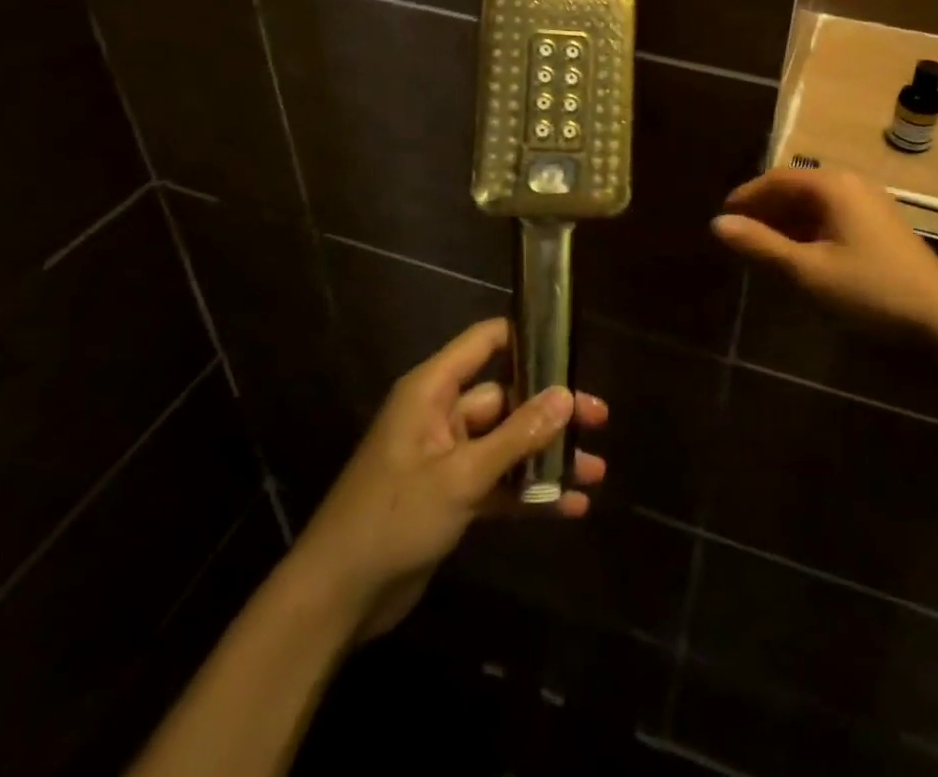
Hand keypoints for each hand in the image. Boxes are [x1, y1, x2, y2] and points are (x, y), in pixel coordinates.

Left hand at [289, 318, 606, 641]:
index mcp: (433, 390)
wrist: (337, 599)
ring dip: (548, 456)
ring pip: (509, 443)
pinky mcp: (453, 495)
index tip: (570, 347)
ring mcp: (448, 457)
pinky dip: (530, 492)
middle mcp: (443, 415)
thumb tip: (566, 395)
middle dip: (552, 412)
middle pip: (507, 398)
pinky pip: (500, 482)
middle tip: (600, 419)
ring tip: (596, 471)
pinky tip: (570, 507)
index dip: (526, 338)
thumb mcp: (460, 476)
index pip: (485, 342)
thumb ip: (516, 435)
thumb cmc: (392, 518)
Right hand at [713, 167, 937, 330]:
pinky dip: (809, 230)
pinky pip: (833, 216)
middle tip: (740, 234)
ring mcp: (871, 204)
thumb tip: (718, 224)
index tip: (723, 216)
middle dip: (766, 208)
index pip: (778, 179)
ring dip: (787, 221)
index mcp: (833, 186)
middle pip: (797, 187)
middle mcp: (852, 184)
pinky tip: (800, 255)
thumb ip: (761, 246)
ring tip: (763, 247)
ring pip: (816, 203)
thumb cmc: (871, 291)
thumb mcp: (808, 271)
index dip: (747, 195)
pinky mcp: (881, 226)